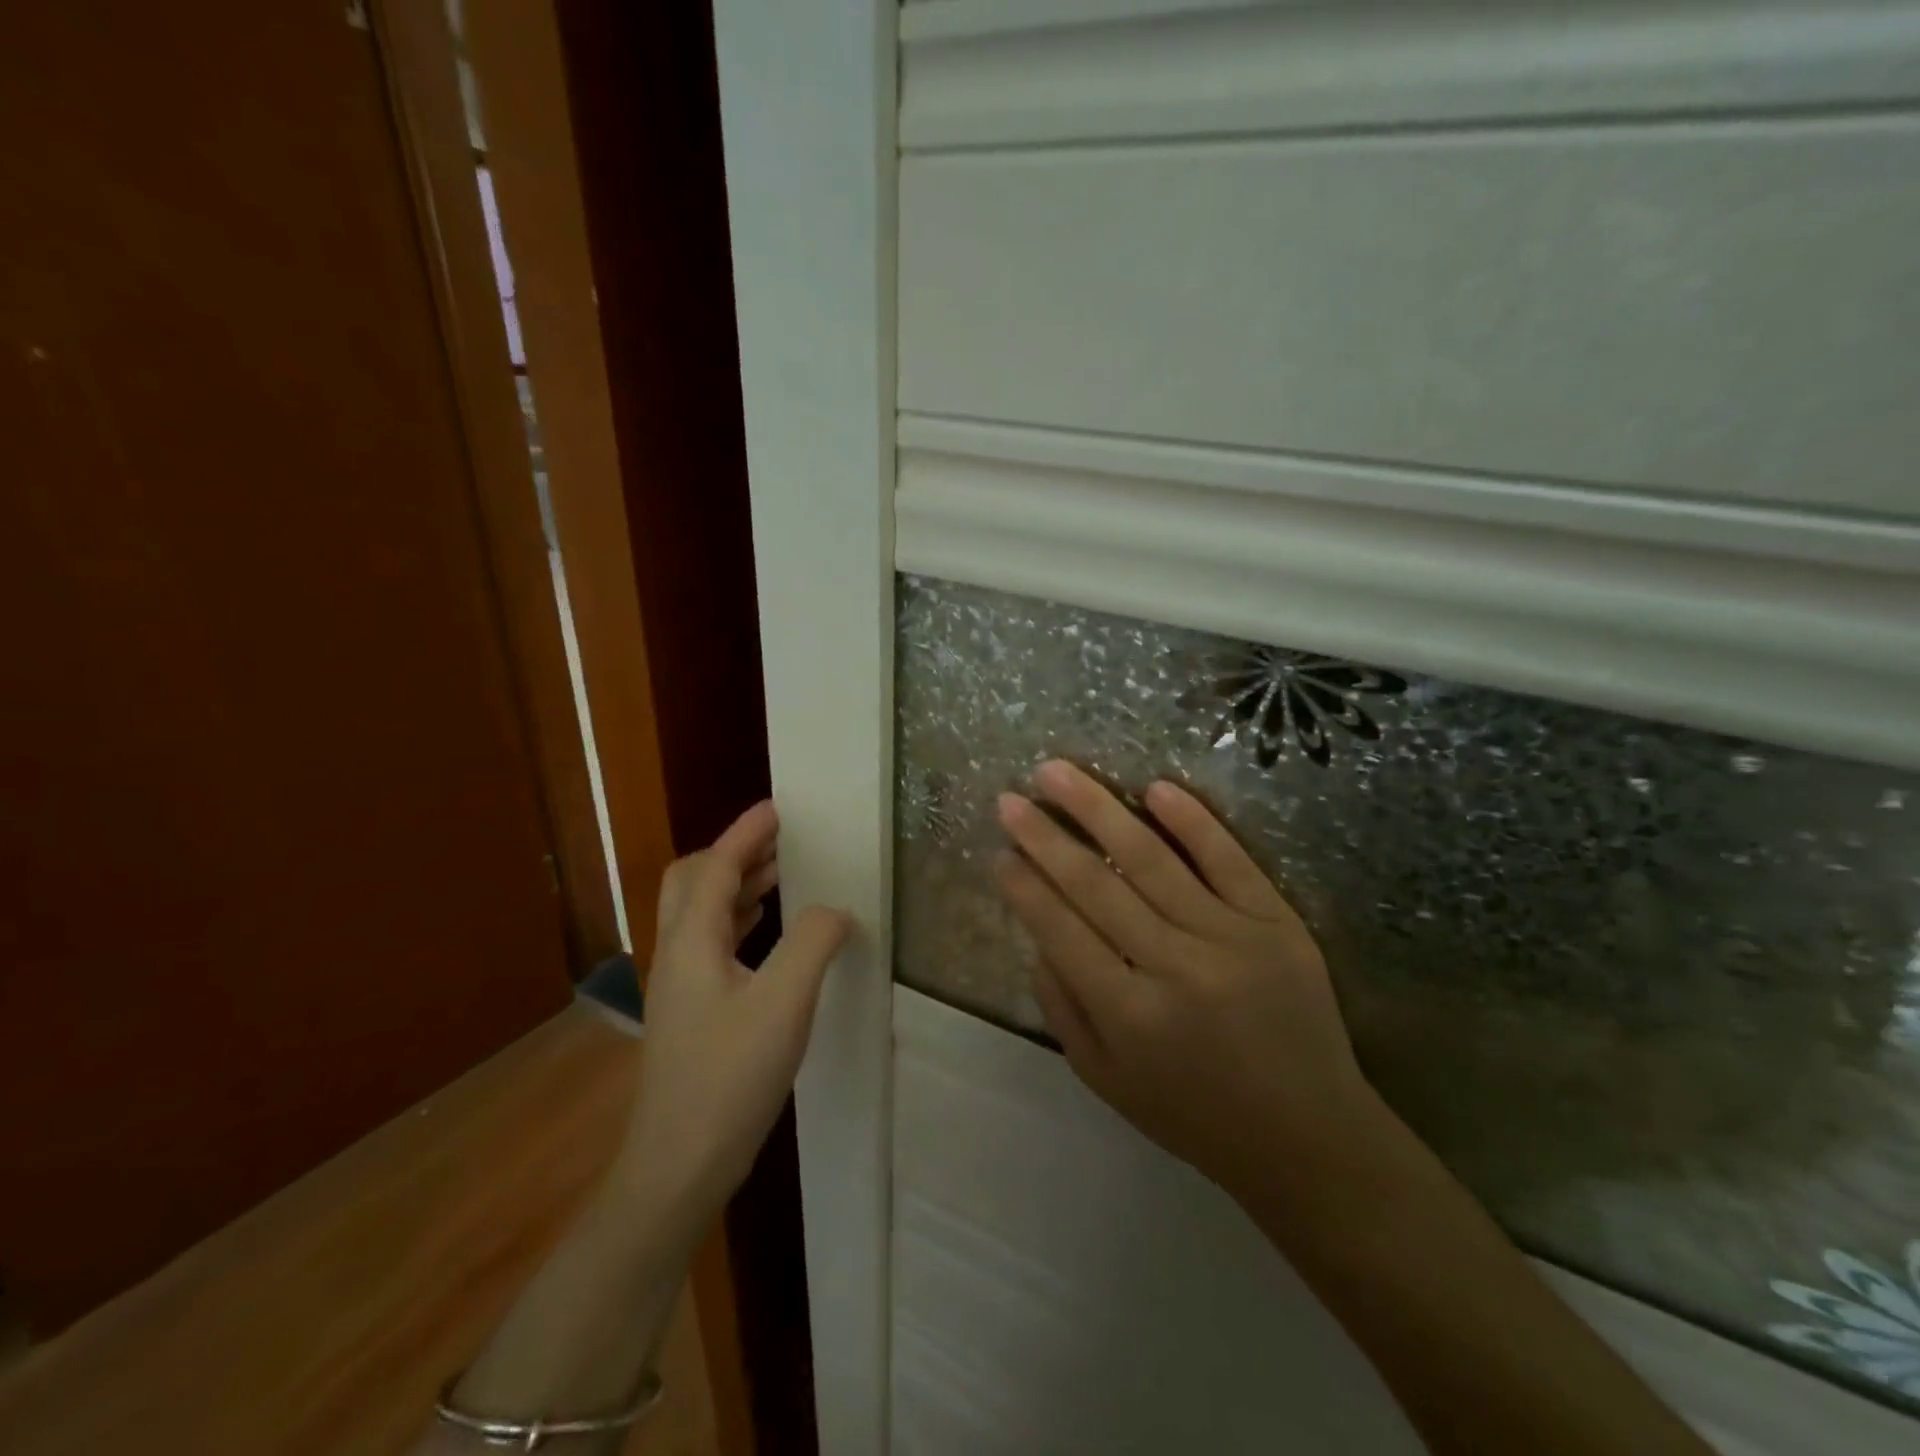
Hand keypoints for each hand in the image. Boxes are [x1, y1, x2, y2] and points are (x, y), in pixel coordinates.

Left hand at [617, 801, 848, 1236]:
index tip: (777, 807)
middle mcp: (676, 954)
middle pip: (692, 882)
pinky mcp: (690, 1013)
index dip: (746, 832)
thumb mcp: (784, 1003)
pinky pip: (711, 943)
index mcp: (692, 941)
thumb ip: (813, 943)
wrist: (679, 1165)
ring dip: (736, 886)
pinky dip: (738, 921)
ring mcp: (679, 986)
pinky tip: (767, 937)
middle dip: (733, 853)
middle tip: (779, 843)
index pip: (715, 866)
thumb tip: (833, 910)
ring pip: (700, 913)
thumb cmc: (730, 1078)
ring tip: (780, 878)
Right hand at [995, 761, 1382, 1201]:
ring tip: (1057, 772)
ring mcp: (1229, 938)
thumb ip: (1062, 1009)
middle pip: (1096, 885)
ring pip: (1152, 859)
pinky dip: (1192, 821)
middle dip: (1044, 836)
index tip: (998, 850)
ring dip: (1099, 809)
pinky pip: (1228, 861)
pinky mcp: (1276, 923)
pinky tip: (1155, 788)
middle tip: (1010, 798)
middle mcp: (1174, 968)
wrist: (1308, 1138)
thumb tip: (1036, 936)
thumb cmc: (1194, 1114)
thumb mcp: (1106, 1079)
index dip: (1024, 887)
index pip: (1060, 930)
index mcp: (1128, 1014)